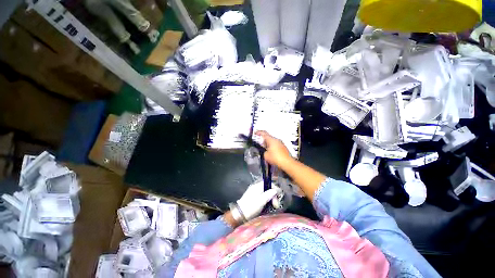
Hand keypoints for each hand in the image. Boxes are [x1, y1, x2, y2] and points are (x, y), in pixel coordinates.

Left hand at [236, 181, 280, 220]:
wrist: (239, 214)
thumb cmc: (251, 207)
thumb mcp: (261, 201)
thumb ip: (269, 194)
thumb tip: (275, 190)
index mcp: (257, 186)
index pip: (268, 183)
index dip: (274, 188)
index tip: (278, 196)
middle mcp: (255, 187)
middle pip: (267, 188)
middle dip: (273, 195)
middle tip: (275, 205)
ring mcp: (253, 192)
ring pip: (265, 193)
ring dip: (270, 198)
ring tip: (272, 206)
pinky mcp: (252, 198)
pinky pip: (262, 196)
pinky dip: (266, 200)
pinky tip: (267, 206)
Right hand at [255, 131, 293, 168]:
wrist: (287, 163)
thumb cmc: (276, 158)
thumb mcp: (266, 155)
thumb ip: (264, 151)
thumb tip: (265, 151)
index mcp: (271, 140)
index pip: (264, 133)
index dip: (259, 132)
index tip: (256, 133)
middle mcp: (277, 140)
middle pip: (268, 138)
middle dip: (264, 141)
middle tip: (260, 145)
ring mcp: (281, 143)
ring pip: (272, 142)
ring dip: (268, 145)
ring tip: (266, 151)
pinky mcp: (283, 148)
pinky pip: (276, 145)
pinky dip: (272, 148)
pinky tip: (271, 154)